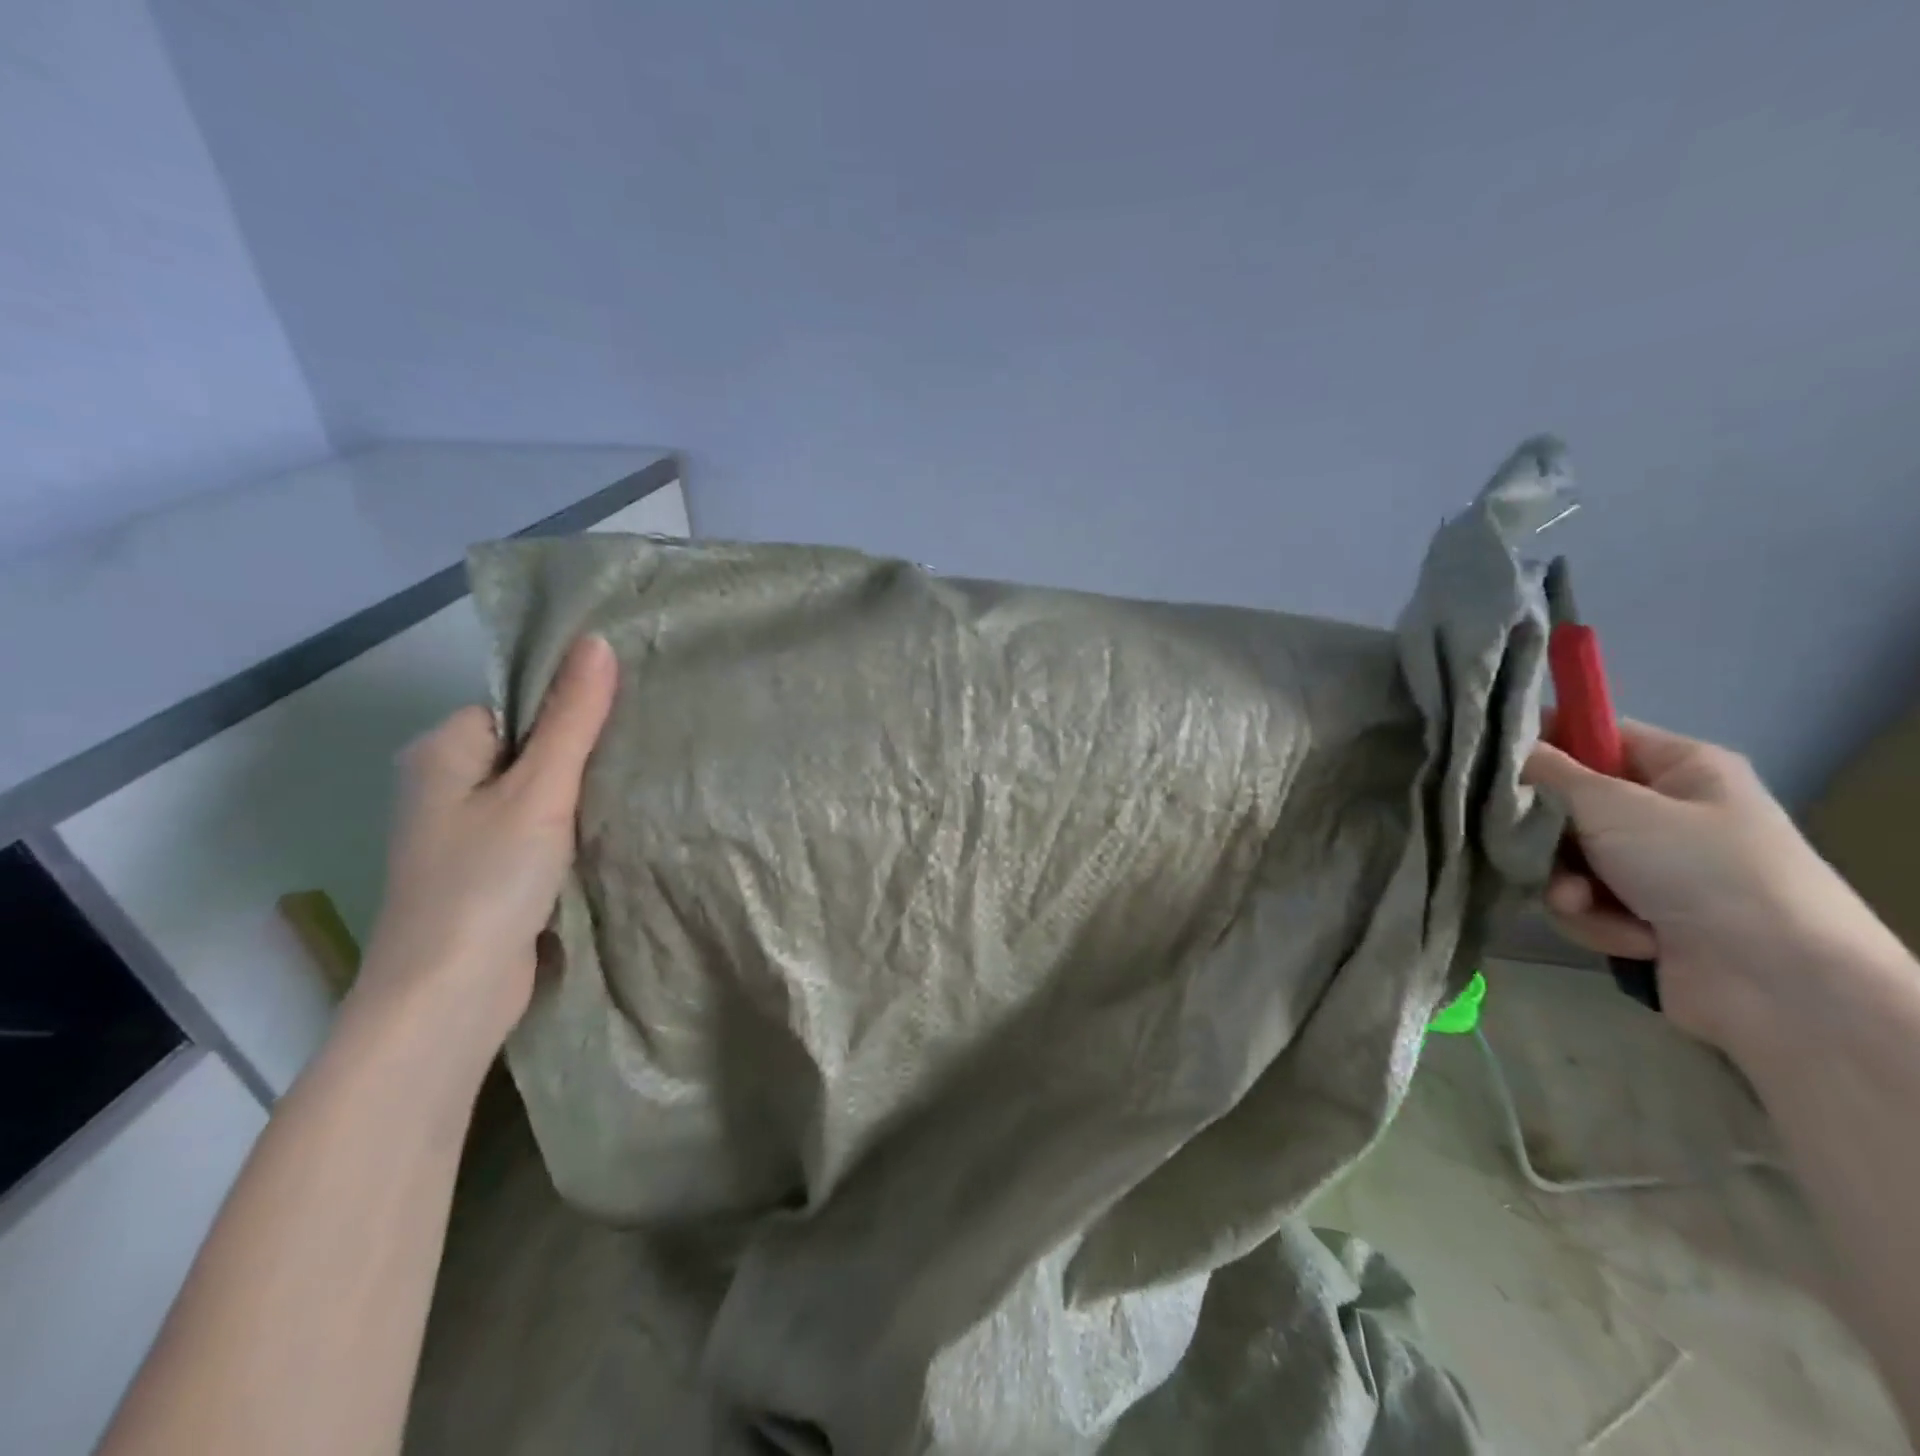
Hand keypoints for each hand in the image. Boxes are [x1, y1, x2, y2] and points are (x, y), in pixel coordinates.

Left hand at [343, 635, 617, 1076]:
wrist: (449, 997)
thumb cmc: (487, 881)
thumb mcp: (539, 791)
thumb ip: (572, 719)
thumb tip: (598, 641)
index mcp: (441, 751)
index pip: (514, 703)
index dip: (565, 709)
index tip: (621, 719)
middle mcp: (444, 785)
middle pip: (526, 746)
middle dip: (579, 752)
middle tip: (638, 753)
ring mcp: (463, 833)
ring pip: (535, 791)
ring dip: (578, 794)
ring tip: (633, 788)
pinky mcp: (487, 871)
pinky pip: (535, 828)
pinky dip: (569, 828)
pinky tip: (606, 832)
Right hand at [1523, 718, 1900, 1056]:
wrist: (1779, 983)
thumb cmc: (1700, 868)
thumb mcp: (1614, 806)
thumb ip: (1549, 772)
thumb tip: (1506, 747)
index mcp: (1681, 768)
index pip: (1594, 735)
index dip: (1542, 743)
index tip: (1493, 761)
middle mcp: (1667, 812)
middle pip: (1569, 805)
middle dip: (1547, 835)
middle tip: (1534, 846)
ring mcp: (1656, 867)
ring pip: (1567, 859)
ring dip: (1566, 885)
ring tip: (1584, 903)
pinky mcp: (1643, 914)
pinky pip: (1585, 903)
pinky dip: (1594, 920)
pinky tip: (1625, 935)